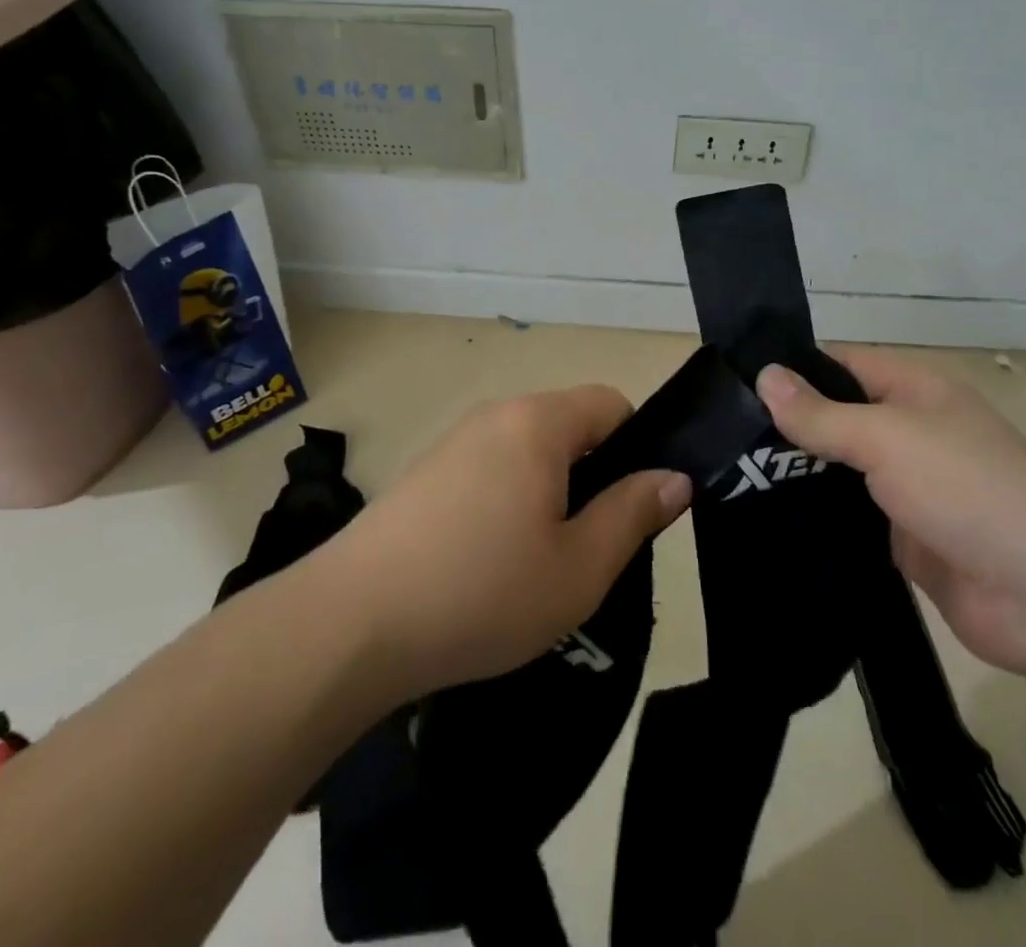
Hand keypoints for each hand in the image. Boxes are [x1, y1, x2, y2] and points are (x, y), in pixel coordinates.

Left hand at [325, 386, 692, 699]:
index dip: (636, 447)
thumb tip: (675, 477)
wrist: (351, 623)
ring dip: (547, 493)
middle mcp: (496, 414)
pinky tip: (487, 564)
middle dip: (591, 476)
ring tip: (538, 563)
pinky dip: (505, 502)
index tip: (631, 507)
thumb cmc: (482, 591)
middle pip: (568, 426)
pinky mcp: (423, 473)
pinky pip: (488, 470)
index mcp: (539, 422)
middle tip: (588, 546)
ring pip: (526, 452)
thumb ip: (633, 513)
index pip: (611, 404)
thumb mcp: (579, 567)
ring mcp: (453, 442)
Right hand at [757, 348, 1025, 680]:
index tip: (735, 384)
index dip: (793, 370)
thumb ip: (822, 414)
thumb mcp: (886, 438)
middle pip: (835, 418)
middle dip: (785, 427)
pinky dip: (816, 519)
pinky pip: (849, 518)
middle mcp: (908, 432)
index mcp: (913, 391)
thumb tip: (764, 376)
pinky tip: (767, 520)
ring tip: (729, 477)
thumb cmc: (967, 489)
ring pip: (838, 471)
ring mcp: (906, 488)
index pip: (840, 365)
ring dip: (796, 475)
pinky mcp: (902, 538)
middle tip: (720, 438)